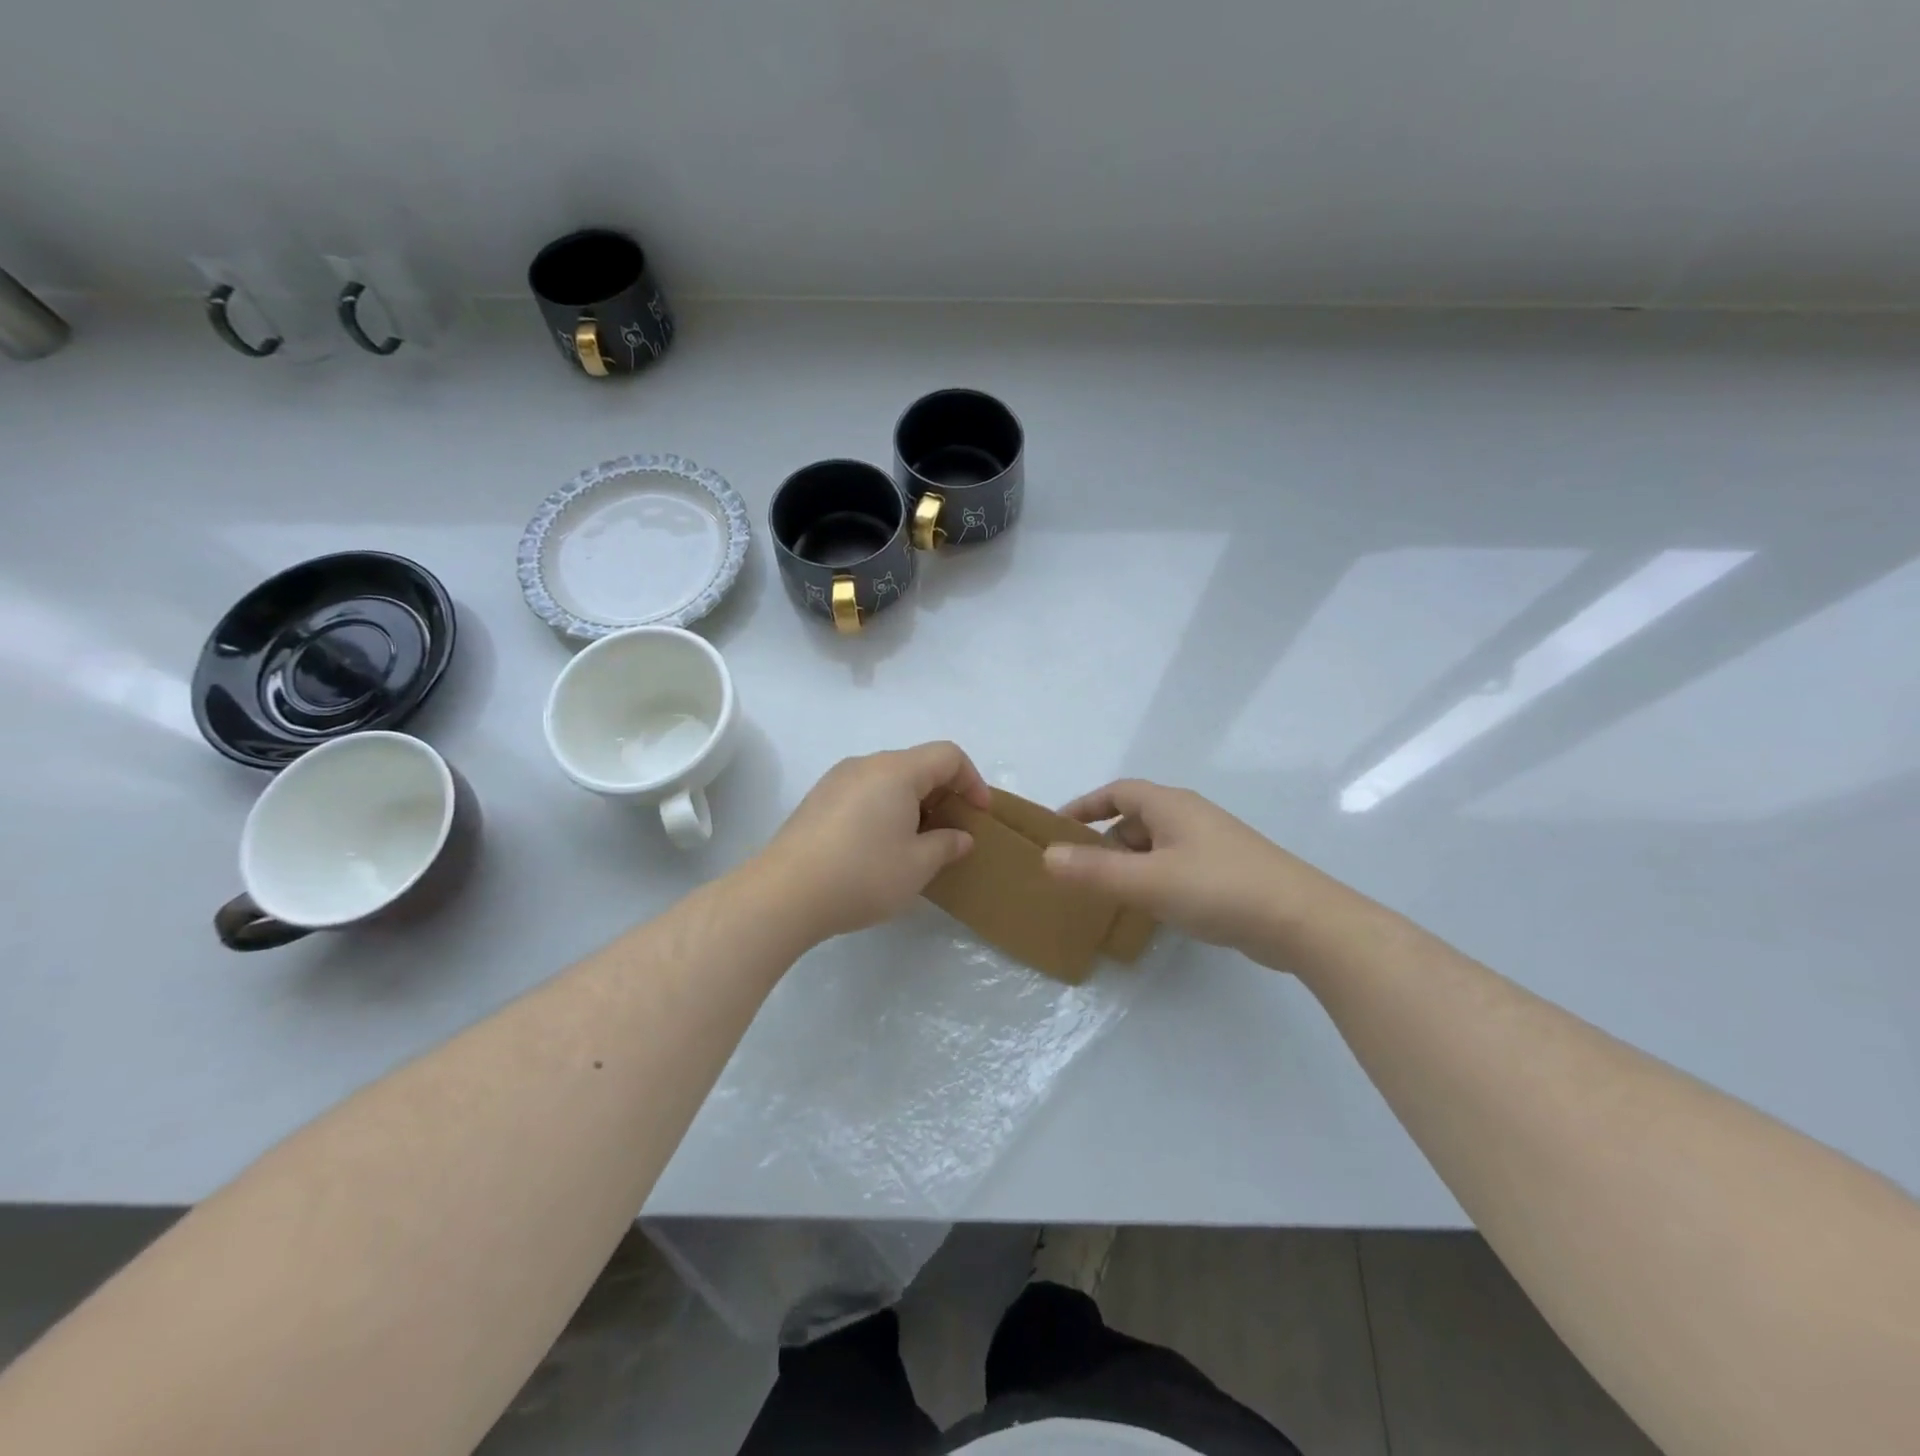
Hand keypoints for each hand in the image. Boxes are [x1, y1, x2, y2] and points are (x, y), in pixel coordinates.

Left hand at [755, 741, 992, 942]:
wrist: (784, 894)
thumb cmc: (862, 874)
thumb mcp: (917, 866)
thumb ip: (946, 845)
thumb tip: (960, 837)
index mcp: (896, 771)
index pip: (947, 756)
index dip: (972, 781)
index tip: (979, 815)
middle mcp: (866, 765)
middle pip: (917, 764)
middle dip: (943, 794)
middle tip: (952, 832)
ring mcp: (836, 781)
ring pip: (888, 779)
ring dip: (912, 803)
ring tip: (917, 842)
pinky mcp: (817, 801)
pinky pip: (864, 793)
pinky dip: (884, 810)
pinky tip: (879, 847)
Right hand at [1041, 779, 1310, 959]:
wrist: (1302, 921)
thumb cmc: (1219, 889)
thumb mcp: (1148, 881)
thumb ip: (1095, 870)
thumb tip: (1047, 856)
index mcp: (1171, 806)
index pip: (1117, 792)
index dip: (1085, 806)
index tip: (1058, 828)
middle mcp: (1190, 817)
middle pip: (1135, 818)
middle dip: (1104, 841)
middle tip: (1079, 871)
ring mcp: (1211, 844)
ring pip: (1156, 845)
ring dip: (1129, 863)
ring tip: (1108, 894)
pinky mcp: (1226, 871)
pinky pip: (1175, 865)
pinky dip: (1153, 878)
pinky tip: (1151, 908)